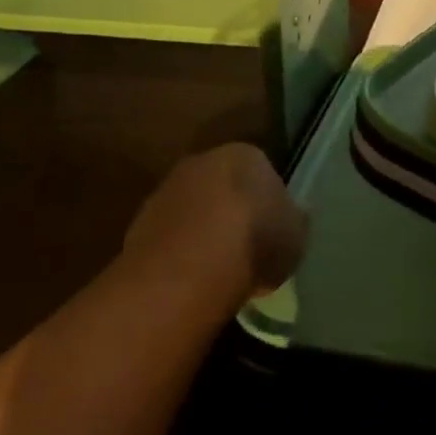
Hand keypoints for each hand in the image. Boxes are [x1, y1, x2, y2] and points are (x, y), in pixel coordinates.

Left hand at [120, 144, 307, 316]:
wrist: (187, 271)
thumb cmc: (254, 243)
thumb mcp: (296, 236)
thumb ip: (295, 221)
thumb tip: (294, 214)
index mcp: (245, 154)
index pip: (263, 171)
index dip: (269, 203)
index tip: (273, 232)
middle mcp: (202, 161)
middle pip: (224, 187)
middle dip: (233, 212)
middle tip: (247, 248)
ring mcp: (165, 191)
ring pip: (194, 210)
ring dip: (203, 232)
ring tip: (219, 270)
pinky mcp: (139, 223)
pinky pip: (171, 237)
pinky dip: (180, 253)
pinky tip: (193, 279)